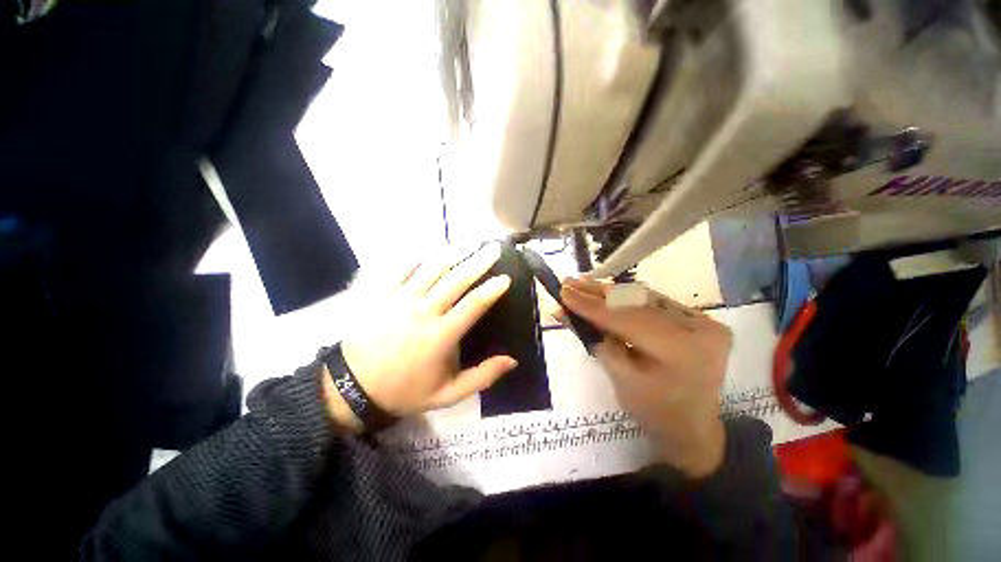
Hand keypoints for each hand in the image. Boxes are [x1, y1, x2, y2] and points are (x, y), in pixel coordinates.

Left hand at [330, 243, 517, 425]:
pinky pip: (400, 268)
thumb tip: (512, 360)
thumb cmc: (405, 390)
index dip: (491, 290)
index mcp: (440, 336)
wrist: (352, 389)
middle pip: (455, 280)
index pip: (473, 305)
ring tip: (468, 241)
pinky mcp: (379, 294)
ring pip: (431, 269)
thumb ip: (481, 377)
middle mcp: (422, 312)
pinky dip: (416, 257)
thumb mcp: (447, 395)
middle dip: (478, 262)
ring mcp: (399, 299)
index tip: (505, 278)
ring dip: (452, 253)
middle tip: (493, 248)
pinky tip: (429, 249)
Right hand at [561, 279, 731, 477]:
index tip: (564, 293)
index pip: (627, 320)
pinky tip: (605, 293)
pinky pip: (655, 304)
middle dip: (597, 293)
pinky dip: (627, 300)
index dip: (591, 306)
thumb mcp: (620, 380)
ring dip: (609, 293)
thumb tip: (569, 313)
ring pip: (645, 299)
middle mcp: (699, 329)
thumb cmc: (654, 412)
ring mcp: (703, 321)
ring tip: (582, 284)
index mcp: (681, 351)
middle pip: (637, 304)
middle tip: (569, 283)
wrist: (693, 428)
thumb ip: (596, 341)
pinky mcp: (699, 319)